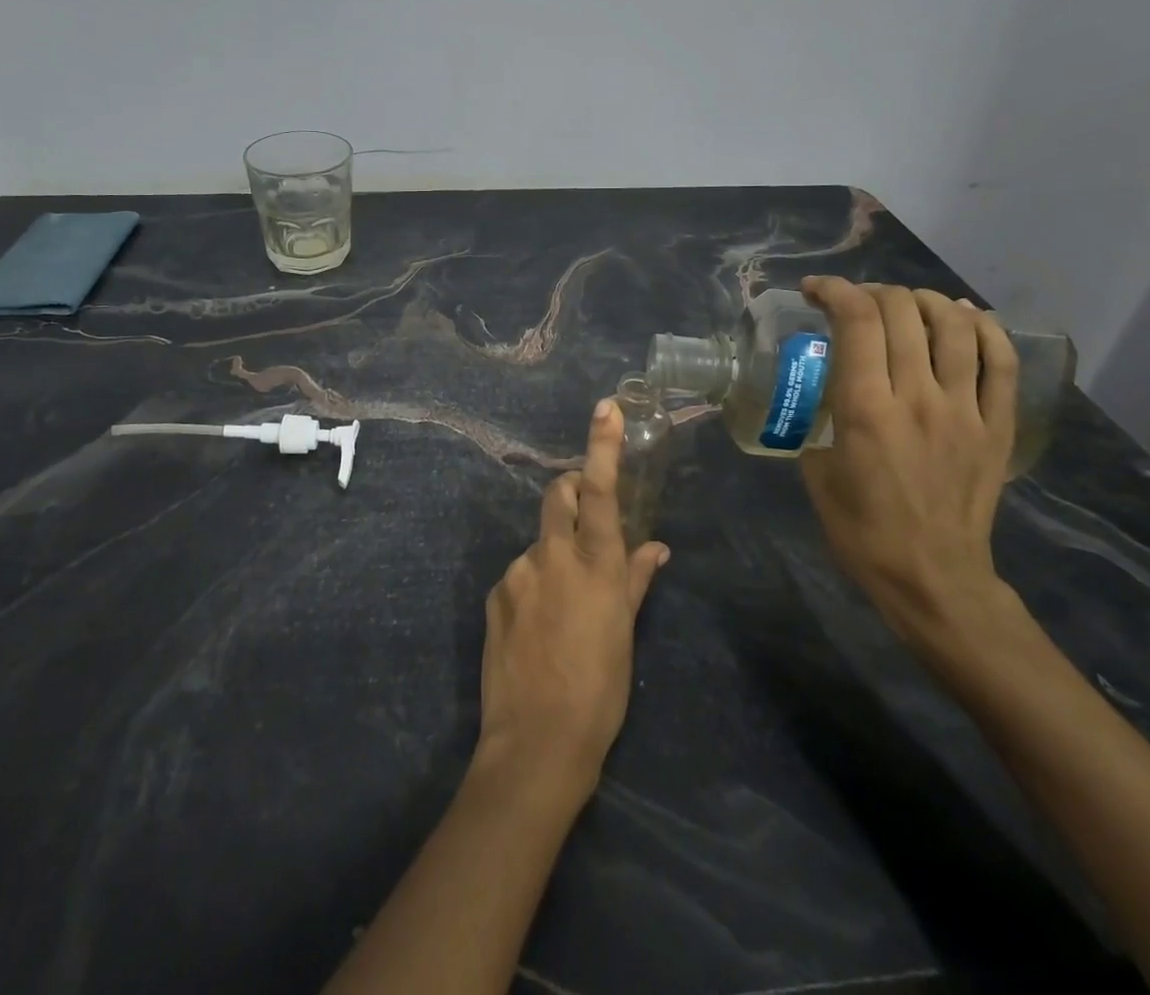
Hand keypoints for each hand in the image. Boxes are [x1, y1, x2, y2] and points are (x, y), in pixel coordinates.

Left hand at [476, 400, 669, 798]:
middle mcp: (552, 556)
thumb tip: (655, 547)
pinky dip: (533, 583)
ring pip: (539, 541)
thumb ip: (637, 580)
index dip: (602, 446)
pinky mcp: (494, 593)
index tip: (605, 407)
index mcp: (596, 565)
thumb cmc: (599, 691)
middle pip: (556, 495)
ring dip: (553, 554)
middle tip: (583, 517)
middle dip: (569, 490)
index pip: (599, 491)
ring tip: (563, 608)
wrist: (536, 742)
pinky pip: (519, 573)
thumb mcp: (626, 634)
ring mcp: (517, 572)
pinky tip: (539, 626)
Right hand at [798, 277, 1018, 646]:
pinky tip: (964, 316)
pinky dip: (984, 327)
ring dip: (924, 300)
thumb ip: (820, 420)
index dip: (834, 290)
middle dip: (871, 292)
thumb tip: (824, 391)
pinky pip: (999, 362)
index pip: (856, 321)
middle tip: (854, 304)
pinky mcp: (997, 426)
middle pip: (902, 312)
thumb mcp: (816, 470)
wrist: (933, 576)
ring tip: (905, 303)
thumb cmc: (861, 530)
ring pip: (954, 326)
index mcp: (865, 408)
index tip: (815, 291)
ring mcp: (964, 409)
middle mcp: (917, 396)